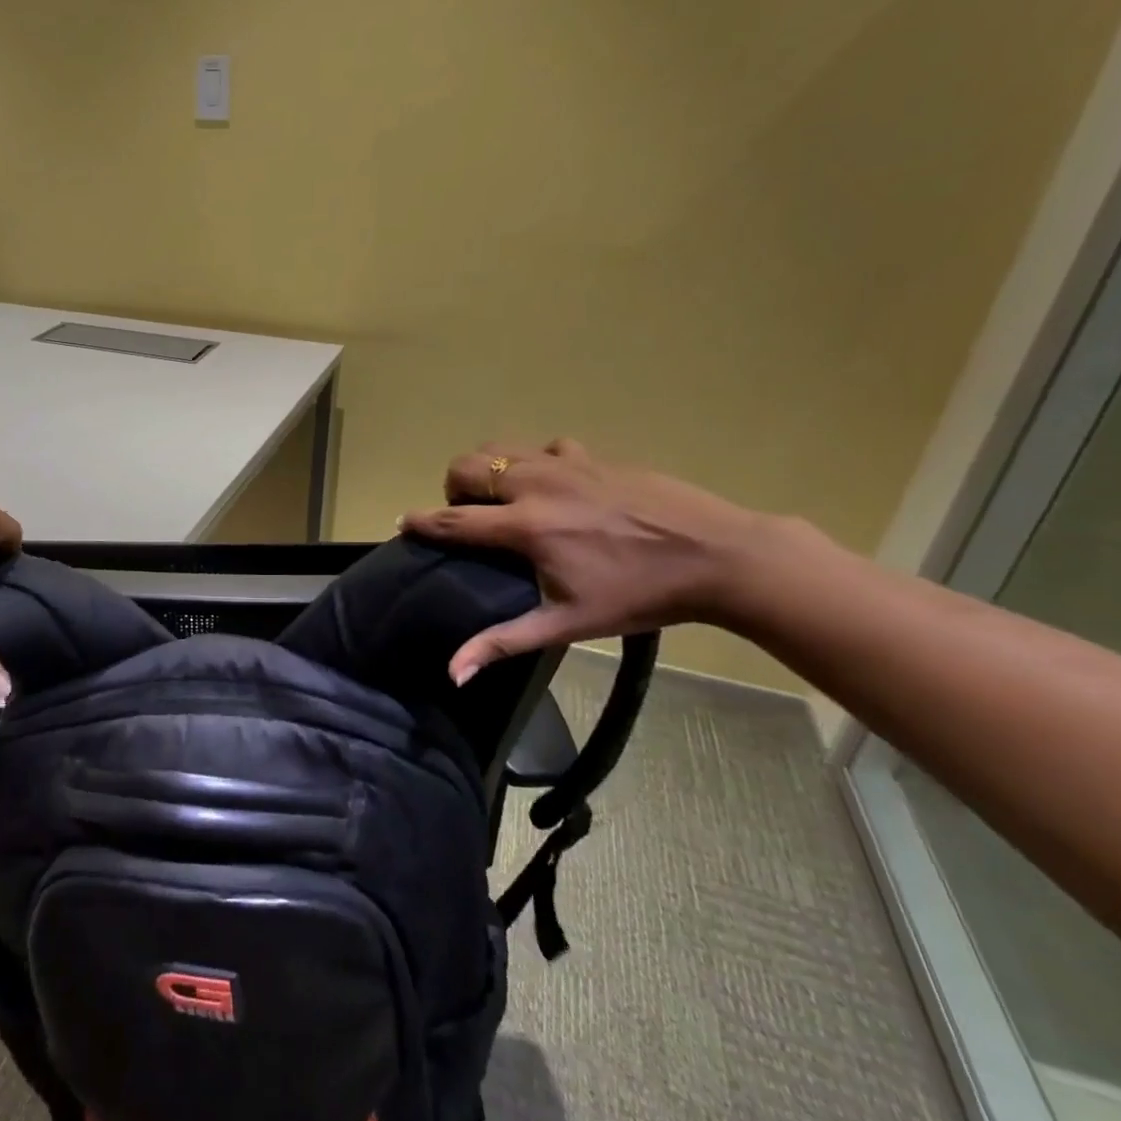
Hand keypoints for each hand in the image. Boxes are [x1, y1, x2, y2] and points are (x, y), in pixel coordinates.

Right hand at [401, 439, 782, 683]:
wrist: (718, 556)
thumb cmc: (639, 595)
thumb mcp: (567, 624)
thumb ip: (503, 641)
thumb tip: (452, 673)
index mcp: (525, 528)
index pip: (452, 519)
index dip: (420, 521)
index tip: (402, 523)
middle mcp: (535, 485)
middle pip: (467, 467)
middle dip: (453, 487)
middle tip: (468, 514)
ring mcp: (565, 464)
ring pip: (500, 447)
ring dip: (487, 468)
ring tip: (501, 496)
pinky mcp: (593, 455)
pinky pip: (545, 446)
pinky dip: (535, 461)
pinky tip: (554, 485)